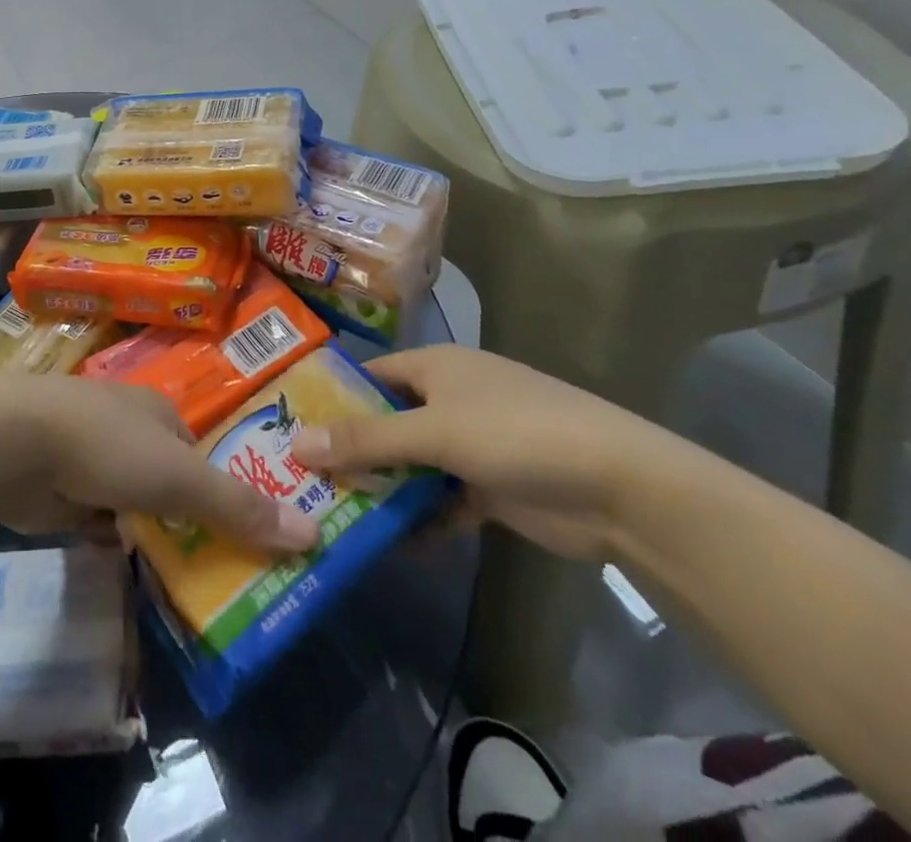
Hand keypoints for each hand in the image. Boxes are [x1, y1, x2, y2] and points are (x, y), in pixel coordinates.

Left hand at [0, 378, 320, 552]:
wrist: (16, 445)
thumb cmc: (108, 447)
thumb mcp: (180, 478)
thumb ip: (238, 507)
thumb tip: (313, 533)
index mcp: (158, 411)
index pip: (199, 454)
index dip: (221, 491)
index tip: (242, 536)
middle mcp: (126, 427)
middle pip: (166, 479)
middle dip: (183, 517)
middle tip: (214, 569)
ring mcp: (89, 454)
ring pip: (131, 500)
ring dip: (145, 531)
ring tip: (176, 578)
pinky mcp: (61, 486)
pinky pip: (98, 518)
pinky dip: (110, 538)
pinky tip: (125, 565)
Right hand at [291, 345, 678, 561]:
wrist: (620, 489)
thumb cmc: (515, 434)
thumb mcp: (433, 432)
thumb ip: (366, 440)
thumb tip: (297, 443)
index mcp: (436, 367)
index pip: (370, 375)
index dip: (332, 396)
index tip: (289, 423)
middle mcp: (450, 399)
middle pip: (388, 421)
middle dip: (352, 449)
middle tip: (300, 476)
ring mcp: (473, 445)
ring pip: (413, 463)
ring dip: (383, 487)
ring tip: (332, 512)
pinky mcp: (492, 488)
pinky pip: (442, 500)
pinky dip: (421, 518)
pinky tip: (389, 543)